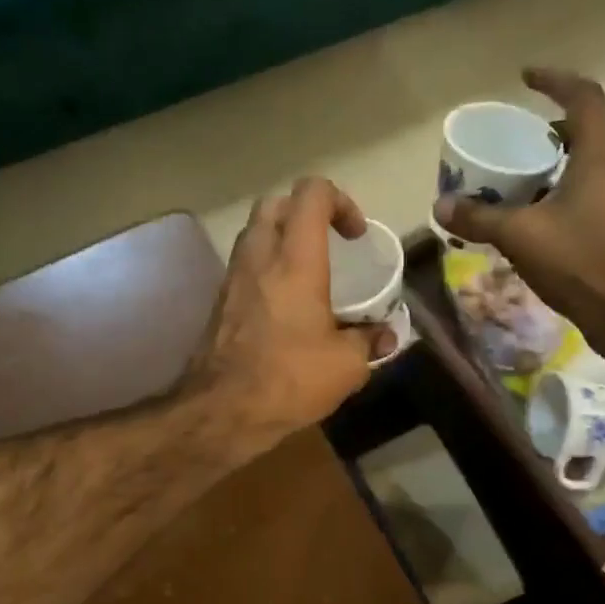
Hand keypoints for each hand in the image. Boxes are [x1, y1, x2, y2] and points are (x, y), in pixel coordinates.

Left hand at [187, 177, 382, 452]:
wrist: (222, 410)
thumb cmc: (289, 378)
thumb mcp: (346, 365)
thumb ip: (369, 341)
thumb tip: (385, 337)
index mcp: (295, 259)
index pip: (311, 193)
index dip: (340, 201)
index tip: (355, 236)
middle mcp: (259, 256)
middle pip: (276, 203)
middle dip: (306, 212)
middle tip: (329, 243)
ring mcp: (232, 277)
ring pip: (254, 232)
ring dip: (282, 238)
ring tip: (309, 272)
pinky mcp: (219, 301)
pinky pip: (244, 264)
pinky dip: (266, 267)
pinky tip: (285, 303)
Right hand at [434, 68, 604, 356]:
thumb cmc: (580, 262)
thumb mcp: (521, 236)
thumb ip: (479, 218)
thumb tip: (440, 207)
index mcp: (602, 155)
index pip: (584, 97)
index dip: (554, 81)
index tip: (524, 79)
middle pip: (590, 128)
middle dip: (552, 127)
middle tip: (518, 139)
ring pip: (595, 160)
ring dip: (562, 158)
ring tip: (526, 174)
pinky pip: (599, 186)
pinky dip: (572, 184)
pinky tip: (545, 211)